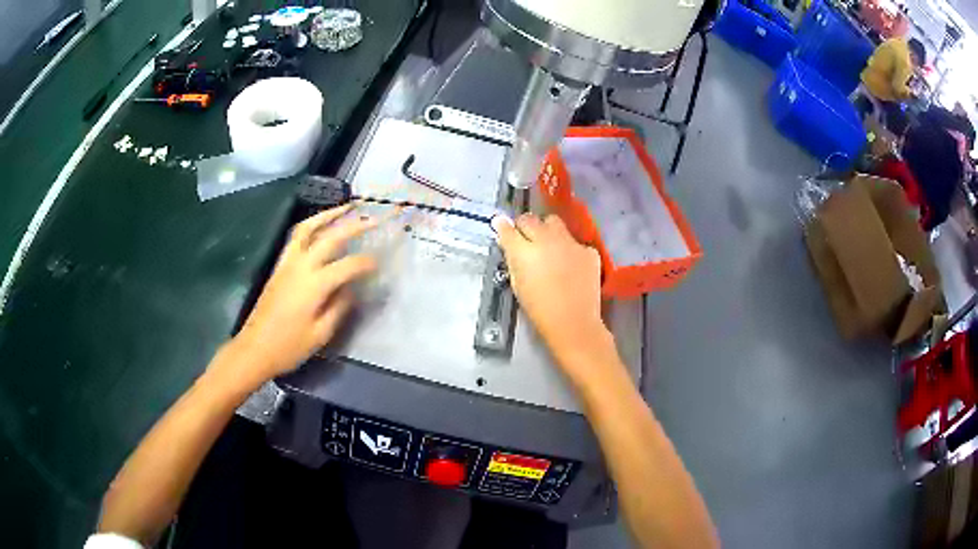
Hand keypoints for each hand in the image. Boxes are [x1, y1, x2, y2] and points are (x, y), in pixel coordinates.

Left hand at [218, 205, 377, 390]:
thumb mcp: (321, 334)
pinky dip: (312, 225)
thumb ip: (339, 307)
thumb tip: (351, 289)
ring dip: (328, 215)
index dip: (367, 263)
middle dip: (355, 225)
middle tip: (373, 218)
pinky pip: (297, 237)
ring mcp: (287, 263)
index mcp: (315, 285)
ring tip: (345, 207)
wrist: (254, 349)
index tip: (380, 264)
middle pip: (331, 237)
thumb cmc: (289, 347)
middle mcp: (301, 266)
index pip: (348, 265)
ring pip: (308, 228)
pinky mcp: (279, 266)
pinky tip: (321, 226)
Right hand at [492, 214, 616, 381]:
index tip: (502, 227)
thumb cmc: (539, 309)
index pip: (507, 228)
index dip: (503, 227)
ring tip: (550, 247)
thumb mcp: (518, 284)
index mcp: (523, 251)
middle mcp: (546, 239)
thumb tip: (508, 241)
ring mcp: (570, 242)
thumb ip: (513, 259)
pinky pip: (574, 242)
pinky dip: (570, 249)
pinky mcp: (588, 250)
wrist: (574, 323)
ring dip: (548, 230)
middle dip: (525, 226)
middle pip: (530, 219)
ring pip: (554, 223)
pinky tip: (572, 266)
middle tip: (526, 239)